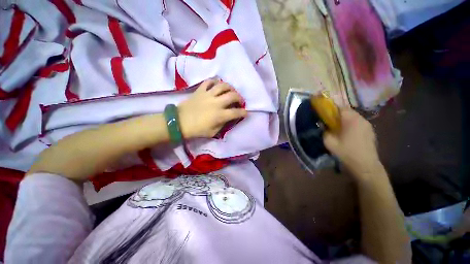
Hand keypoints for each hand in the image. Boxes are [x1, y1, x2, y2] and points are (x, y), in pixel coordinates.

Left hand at [178, 79, 247, 137]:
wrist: (180, 122)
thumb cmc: (197, 130)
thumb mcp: (213, 132)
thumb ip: (223, 124)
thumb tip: (229, 118)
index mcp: (219, 115)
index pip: (236, 112)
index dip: (243, 112)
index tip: (246, 113)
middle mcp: (216, 103)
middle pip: (232, 96)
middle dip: (240, 98)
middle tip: (240, 101)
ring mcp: (208, 95)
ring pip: (223, 85)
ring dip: (230, 87)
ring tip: (231, 91)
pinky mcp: (200, 90)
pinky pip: (209, 82)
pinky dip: (215, 82)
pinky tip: (217, 85)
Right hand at [323, 108, 381, 178]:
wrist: (365, 166)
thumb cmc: (346, 152)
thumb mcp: (329, 142)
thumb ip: (324, 132)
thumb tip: (323, 126)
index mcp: (351, 120)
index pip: (340, 107)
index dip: (331, 109)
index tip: (324, 113)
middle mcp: (361, 119)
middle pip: (347, 111)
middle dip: (337, 114)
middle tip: (329, 121)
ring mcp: (367, 125)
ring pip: (354, 117)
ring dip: (345, 119)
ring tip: (337, 127)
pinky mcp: (370, 131)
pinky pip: (358, 123)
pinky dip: (351, 124)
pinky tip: (347, 133)